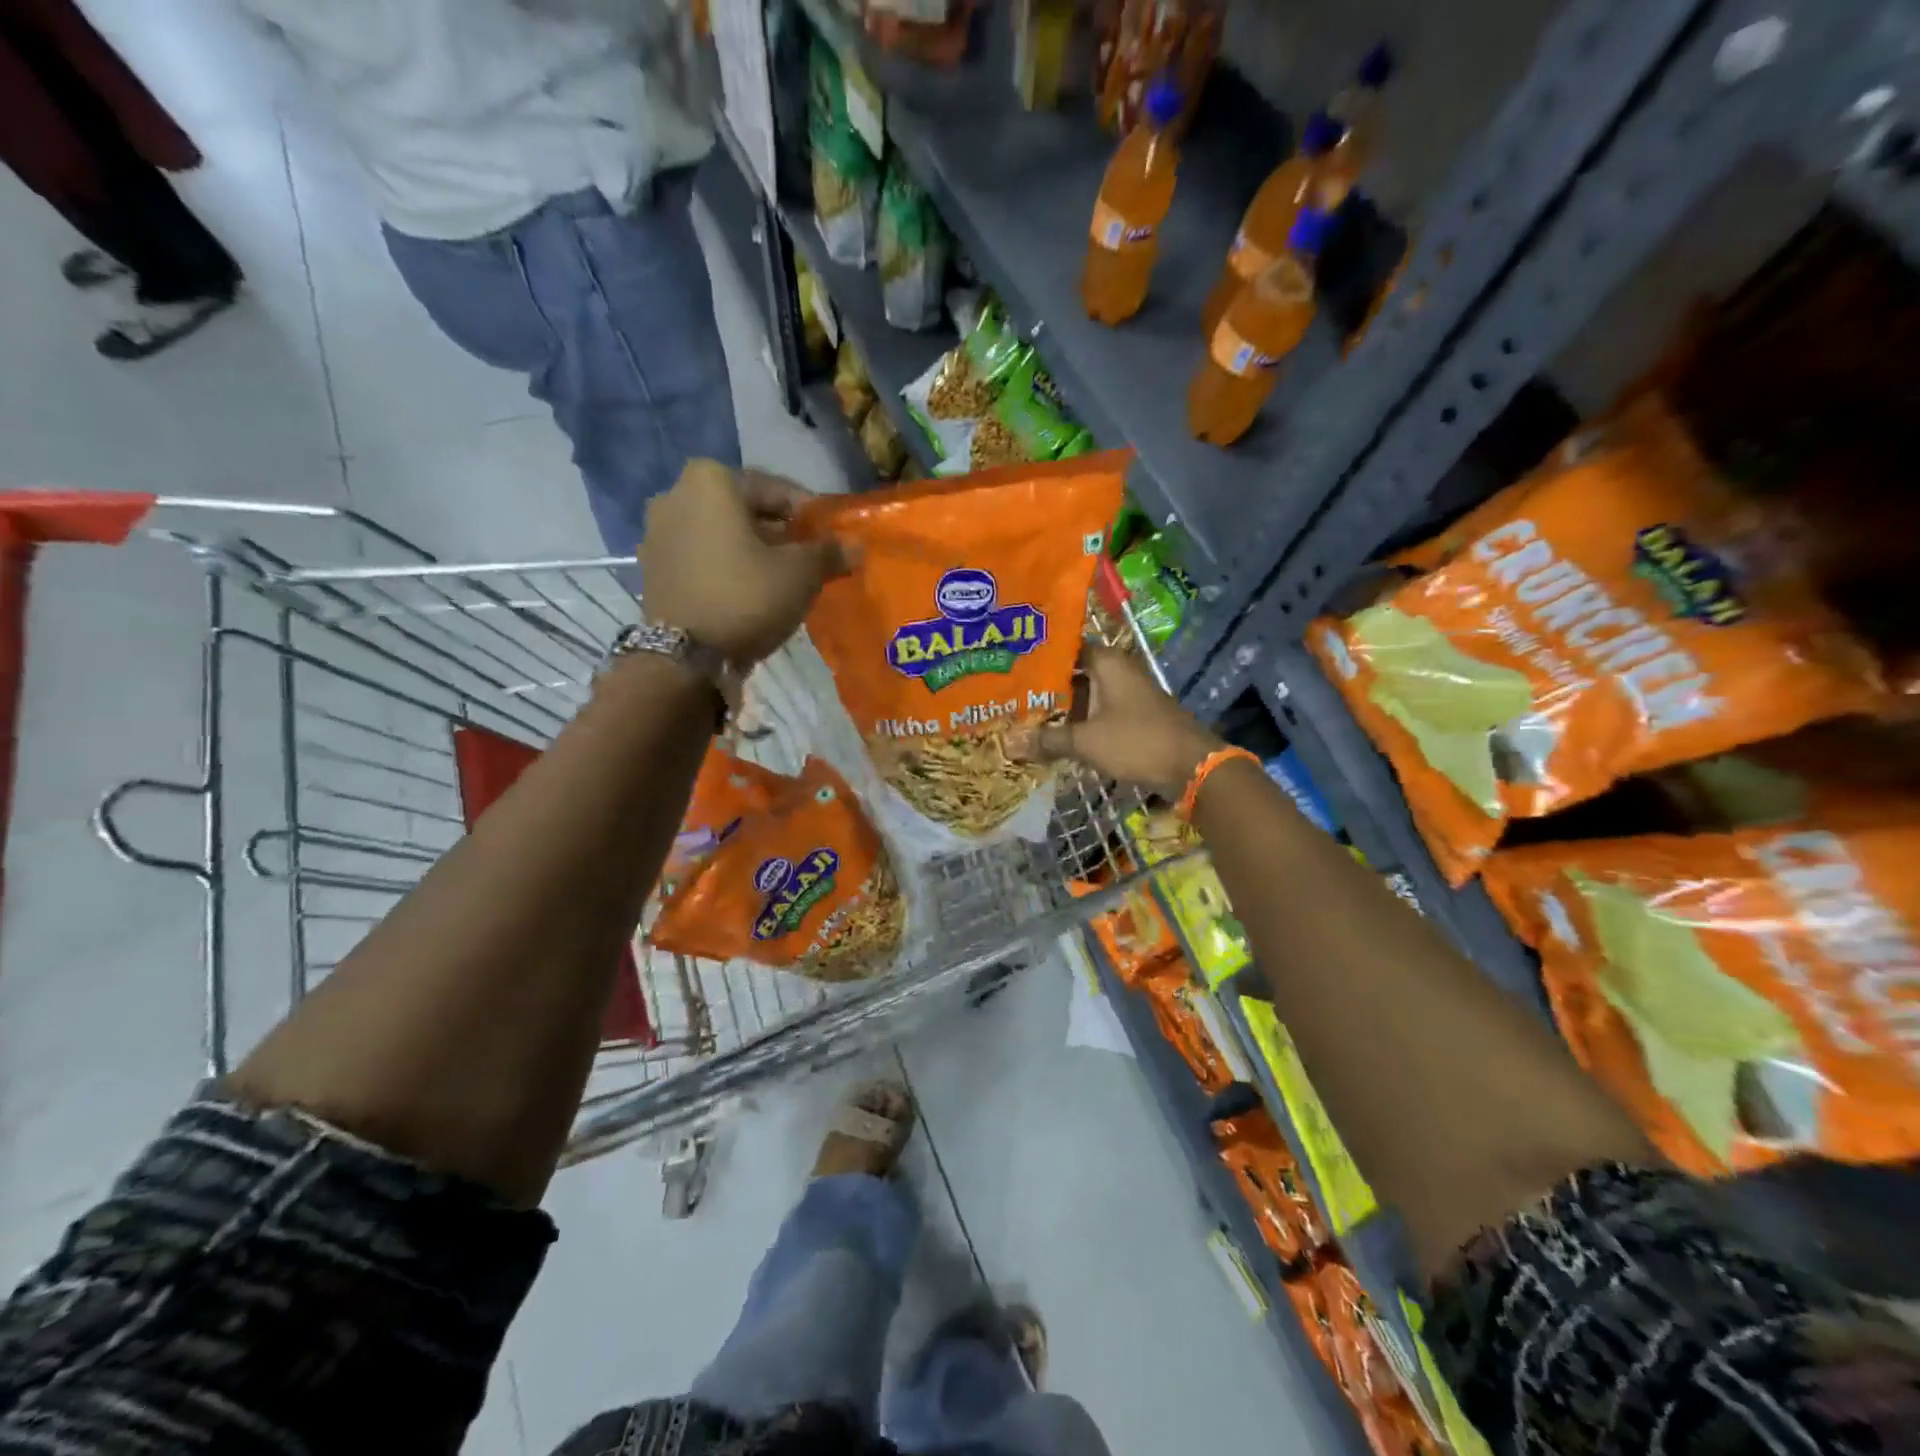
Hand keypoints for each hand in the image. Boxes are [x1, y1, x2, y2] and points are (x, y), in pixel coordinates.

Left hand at [638, 461, 846, 665]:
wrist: (685, 657)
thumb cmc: (747, 597)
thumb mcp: (801, 573)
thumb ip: (829, 552)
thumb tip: (855, 546)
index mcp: (712, 480)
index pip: (778, 490)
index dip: (811, 516)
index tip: (831, 538)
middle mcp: (675, 494)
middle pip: (745, 510)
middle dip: (779, 532)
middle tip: (809, 558)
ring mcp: (657, 532)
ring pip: (722, 534)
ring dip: (752, 550)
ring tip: (782, 578)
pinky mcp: (652, 567)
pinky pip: (701, 557)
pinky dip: (726, 566)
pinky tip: (749, 591)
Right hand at [1011, 644, 1223, 798]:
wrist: (1192, 766)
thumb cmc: (1138, 741)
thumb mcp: (1086, 741)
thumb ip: (1048, 740)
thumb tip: (1009, 744)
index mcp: (1107, 662)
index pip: (1066, 647)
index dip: (1039, 655)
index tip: (1011, 664)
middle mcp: (1118, 671)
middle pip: (1074, 673)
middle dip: (1045, 687)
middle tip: (1010, 695)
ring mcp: (1128, 695)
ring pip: (1086, 696)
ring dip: (1062, 708)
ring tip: (1025, 717)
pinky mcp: (1134, 717)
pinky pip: (1098, 714)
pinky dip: (1079, 722)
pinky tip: (1055, 736)